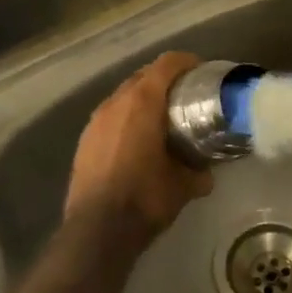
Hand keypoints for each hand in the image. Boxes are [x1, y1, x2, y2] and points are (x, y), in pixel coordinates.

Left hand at [65, 51, 213, 236]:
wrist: (98, 230)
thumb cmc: (146, 198)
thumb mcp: (184, 185)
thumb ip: (198, 171)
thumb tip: (207, 172)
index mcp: (143, 102)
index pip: (167, 64)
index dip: (187, 62)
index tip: (202, 72)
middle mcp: (116, 103)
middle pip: (144, 75)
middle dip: (166, 81)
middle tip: (186, 97)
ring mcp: (95, 120)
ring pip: (124, 96)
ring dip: (144, 100)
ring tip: (162, 119)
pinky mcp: (84, 140)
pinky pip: (111, 117)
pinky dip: (127, 119)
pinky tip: (138, 142)